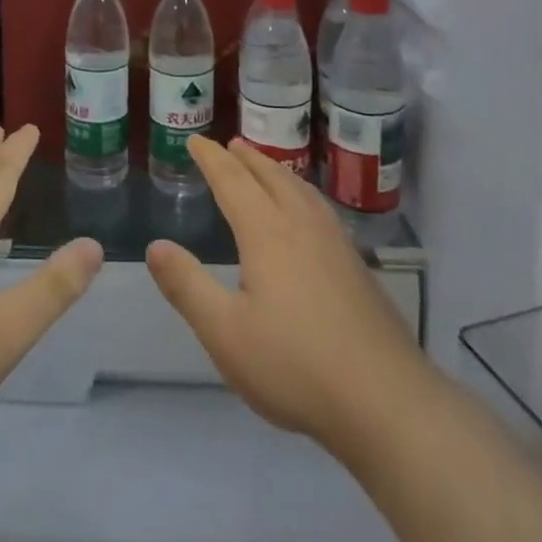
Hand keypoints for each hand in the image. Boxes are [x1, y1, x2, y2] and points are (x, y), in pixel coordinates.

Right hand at [146, 135, 429, 453]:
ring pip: (301, 190)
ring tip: (266, 167)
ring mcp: (336, 244)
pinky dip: (303, 193)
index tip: (196, 141)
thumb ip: (187, 287)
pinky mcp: (358, 267)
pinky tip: (309, 214)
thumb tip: (155, 246)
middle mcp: (302, 225)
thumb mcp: (225, 333)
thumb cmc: (295, 365)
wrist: (386, 400)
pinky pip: (321, 209)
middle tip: (230, 144)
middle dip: (247, 159)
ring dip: (277, 172)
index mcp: (267, 233)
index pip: (233, 181)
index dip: (212, 159)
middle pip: (271, 177)